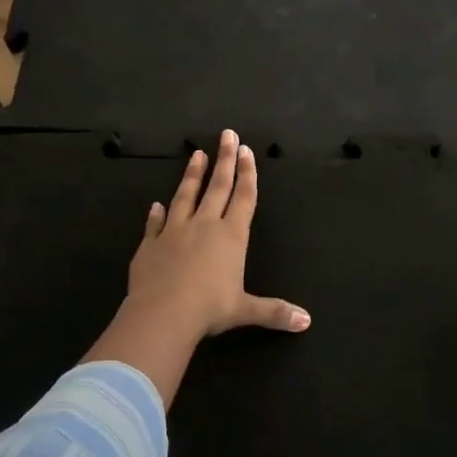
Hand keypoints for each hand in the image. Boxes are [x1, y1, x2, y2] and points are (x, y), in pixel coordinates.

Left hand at [123, 129, 310, 342]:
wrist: (162, 314)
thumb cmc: (209, 309)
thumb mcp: (245, 310)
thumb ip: (274, 312)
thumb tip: (306, 321)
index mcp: (231, 236)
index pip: (243, 197)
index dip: (247, 173)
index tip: (246, 150)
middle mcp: (205, 226)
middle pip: (217, 186)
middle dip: (224, 160)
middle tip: (227, 135)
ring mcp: (175, 231)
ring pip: (186, 196)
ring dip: (192, 175)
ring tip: (196, 154)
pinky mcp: (150, 244)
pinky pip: (155, 224)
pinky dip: (156, 214)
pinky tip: (156, 205)